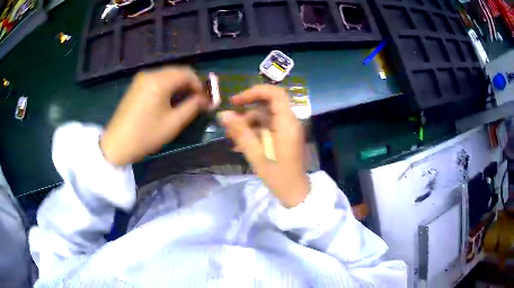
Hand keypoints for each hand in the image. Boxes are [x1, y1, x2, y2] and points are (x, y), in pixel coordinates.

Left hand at [100, 67, 208, 165]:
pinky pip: (157, 80)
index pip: (187, 73)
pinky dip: (167, 87)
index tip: (205, 100)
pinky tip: (168, 100)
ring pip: (167, 75)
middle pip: (177, 72)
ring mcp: (141, 79)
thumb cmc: (146, 135)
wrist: (116, 144)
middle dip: (189, 84)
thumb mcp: (173, 123)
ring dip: (178, 85)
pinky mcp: (136, 86)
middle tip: (196, 101)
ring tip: (183, 102)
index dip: (199, 85)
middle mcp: (150, 74)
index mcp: (160, 81)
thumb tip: (205, 99)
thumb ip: (192, 107)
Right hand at [218, 85, 309, 207]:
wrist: (295, 192)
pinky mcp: (284, 137)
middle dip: (246, 112)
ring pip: (265, 116)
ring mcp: (287, 129)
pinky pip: (267, 127)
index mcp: (287, 123)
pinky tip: (240, 144)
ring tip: (231, 138)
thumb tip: (223, 114)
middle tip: (229, 122)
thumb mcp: (256, 154)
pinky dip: (254, 132)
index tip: (236, 101)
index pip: (274, 93)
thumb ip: (240, 132)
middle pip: (267, 105)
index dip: (254, 92)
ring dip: (247, 124)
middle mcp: (289, 121)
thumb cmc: (278, 176)